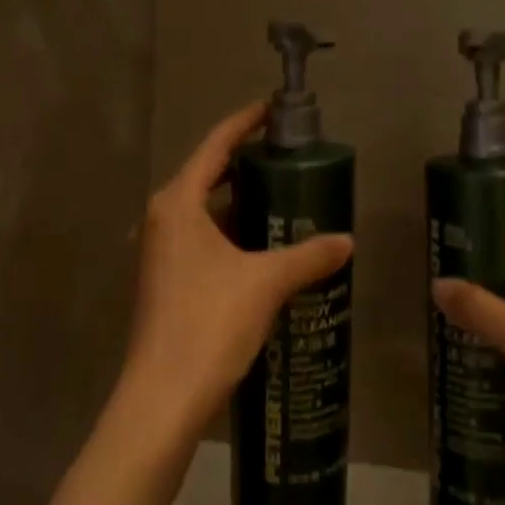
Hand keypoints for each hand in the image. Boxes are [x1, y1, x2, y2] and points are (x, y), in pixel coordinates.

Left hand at [117, 101, 353, 449]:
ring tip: (283, 199)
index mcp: (177, 203)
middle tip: (288, 158)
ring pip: (203, 212)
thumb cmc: (209, 323)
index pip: (214, 146)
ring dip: (238, 204)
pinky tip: (261, 248)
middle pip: (206, 176)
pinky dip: (229, 234)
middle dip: (245, 165)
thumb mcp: (266, 282)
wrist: (164, 395)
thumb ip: (308, 256)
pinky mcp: (162, 279)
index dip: (243, 123)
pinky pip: (200, 240)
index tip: (271, 109)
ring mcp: (157, 251)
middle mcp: (161, 219)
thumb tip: (347, 242)